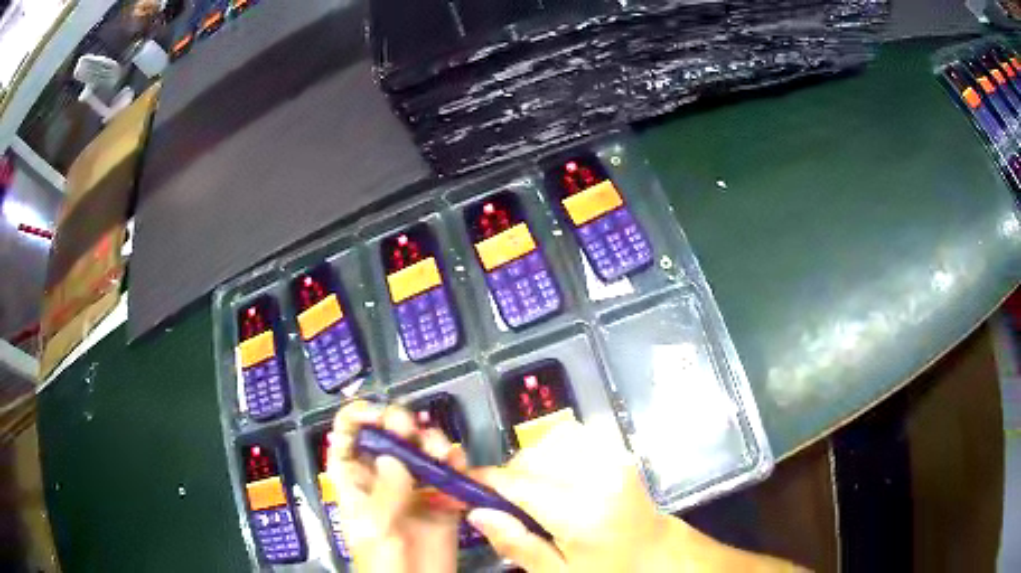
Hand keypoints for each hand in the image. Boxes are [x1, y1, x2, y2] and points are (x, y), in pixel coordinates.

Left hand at [328, 400, 466, 572]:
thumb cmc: (381, 563)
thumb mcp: (374, 529)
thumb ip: (384, 493)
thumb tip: (396, 457)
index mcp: (354, 478)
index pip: (348, 433)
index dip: (359, 416)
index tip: (379, 416)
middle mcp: (383, 475)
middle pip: (389, 433)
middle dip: (401, 424)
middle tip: (411, 431)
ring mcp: (415, 486)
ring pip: (422, 447)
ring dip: (433, 441)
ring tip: (440, 455)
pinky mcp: (443, 499)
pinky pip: (451, 472)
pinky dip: (456, 463)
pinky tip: (457, 467)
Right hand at [467, 421, 801, 571]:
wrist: (660, 556)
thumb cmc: (609, 571)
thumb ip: (517, 543)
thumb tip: (478, 512)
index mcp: (582, 512)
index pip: (520, 484)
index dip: (487, 480)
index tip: (465, 484)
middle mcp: (598, 476)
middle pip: (534, 456)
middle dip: (511, 475)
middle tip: (508, 503)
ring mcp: (613, 460)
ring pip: (553, 440)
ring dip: (534, 461)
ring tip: (535, 492)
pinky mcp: (619, 454)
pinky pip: (576, 437)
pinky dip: (556, 451)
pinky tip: (558, 478)